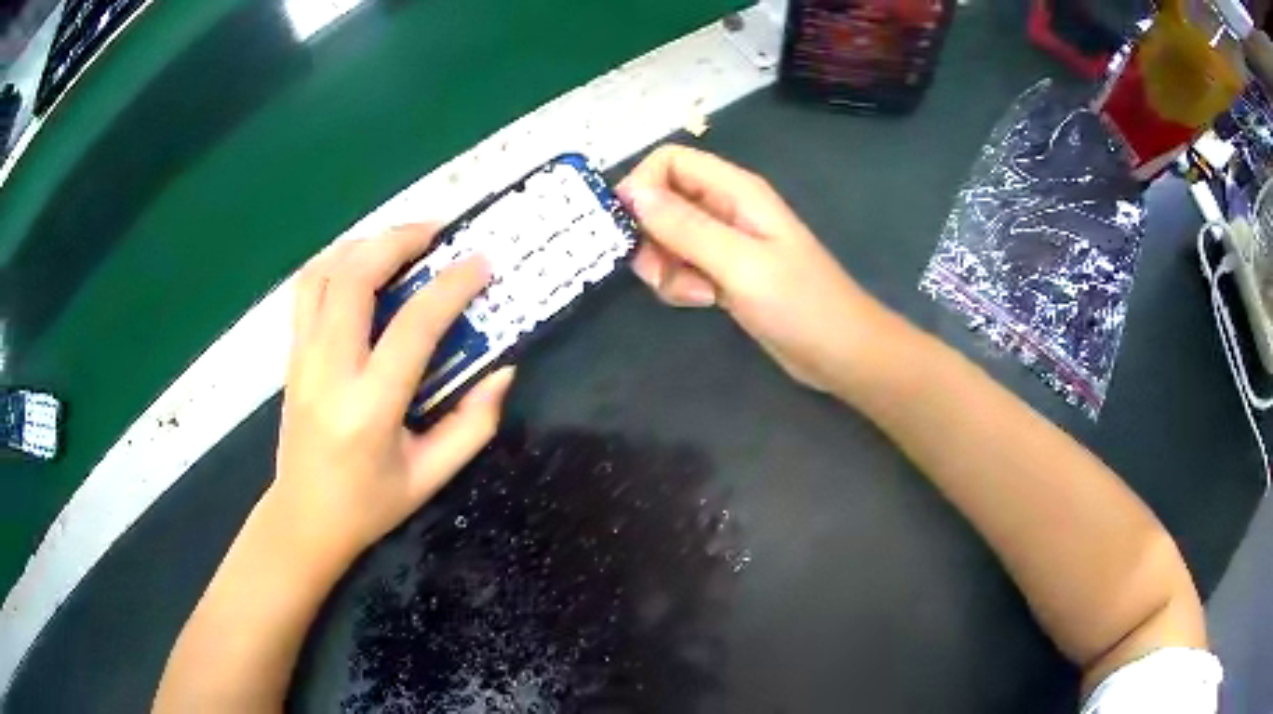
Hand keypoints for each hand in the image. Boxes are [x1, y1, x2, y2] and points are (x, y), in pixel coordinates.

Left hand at [271, 225, 513, 567]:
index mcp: (370, 407)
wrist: (304, 518)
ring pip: (324, 272)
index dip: (451, 287)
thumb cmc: (370, 504)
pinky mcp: (291, 354)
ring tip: (401, 241)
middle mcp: (329, 370)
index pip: (412, 326)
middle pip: (355, 277)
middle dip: (400, 239)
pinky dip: (336, 261)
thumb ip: (473, 424)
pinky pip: (307, 288)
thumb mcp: (432, 476)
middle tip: (438, 231)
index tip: (482, 263)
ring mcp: (302, 357)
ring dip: (365, 243)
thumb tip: (503, 369)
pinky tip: (361, 263)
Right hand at [618, 145, 883, 394]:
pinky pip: (681, 266)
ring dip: (665, 267)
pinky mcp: (724, 272)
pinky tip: (705, 302)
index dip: (641, 186)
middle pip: (662, 200)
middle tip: (661, 271)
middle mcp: (726, 207)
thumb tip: (632, 193)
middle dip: (650, 236)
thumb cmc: (800, 304)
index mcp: (735, 190)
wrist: (840, 352)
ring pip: (666, 238)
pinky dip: (680, 284)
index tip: (628, 228)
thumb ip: (685, 227)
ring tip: (696, 293)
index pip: (670, 161)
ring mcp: (724, 241)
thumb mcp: (740, 263)